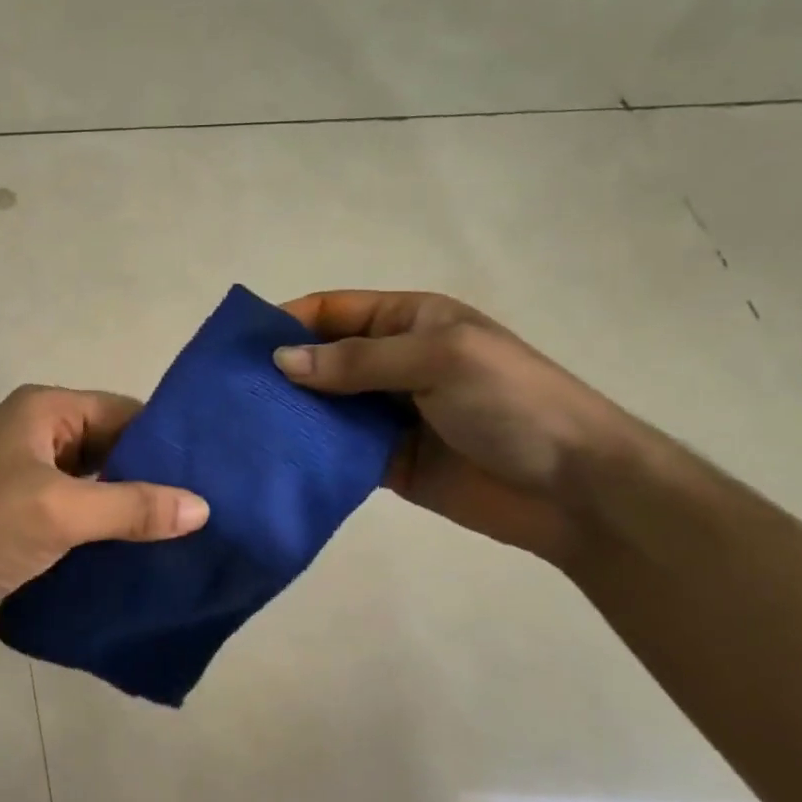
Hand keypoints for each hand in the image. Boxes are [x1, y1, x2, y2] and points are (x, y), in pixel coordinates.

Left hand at [0, 385, 209, 631]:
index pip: (124, 413)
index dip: (166, 442)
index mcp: (46, 410)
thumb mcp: (60, 512)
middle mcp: (39, 432)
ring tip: (186, 532)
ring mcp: (29, 472)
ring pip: (97, 481)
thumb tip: (203, 507)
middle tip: (208, 509)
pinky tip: (141, 549)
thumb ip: (132, 506)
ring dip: (131, 505)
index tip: (214, 475)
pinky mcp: (24, 510)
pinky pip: (79, 508)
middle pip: (113, 446)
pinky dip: (106, 525)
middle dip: (153, 477)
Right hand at [274, 291, 633, 562]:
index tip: (238, 346)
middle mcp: (392, 363)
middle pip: (321, 358)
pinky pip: (337, 450)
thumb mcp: (440, 360)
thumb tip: (281, 361)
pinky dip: (308, 452)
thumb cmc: (513, 403)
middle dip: (279, 371)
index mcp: (409, 322)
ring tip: (238, 426)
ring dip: (288, 413)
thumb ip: (359, 361)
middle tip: (226, 392)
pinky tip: (272, 459)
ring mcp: (388, 414)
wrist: (575, 490)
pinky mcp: (385, 461)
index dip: (287, 321)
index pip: (334, 311)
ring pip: (323, 406)